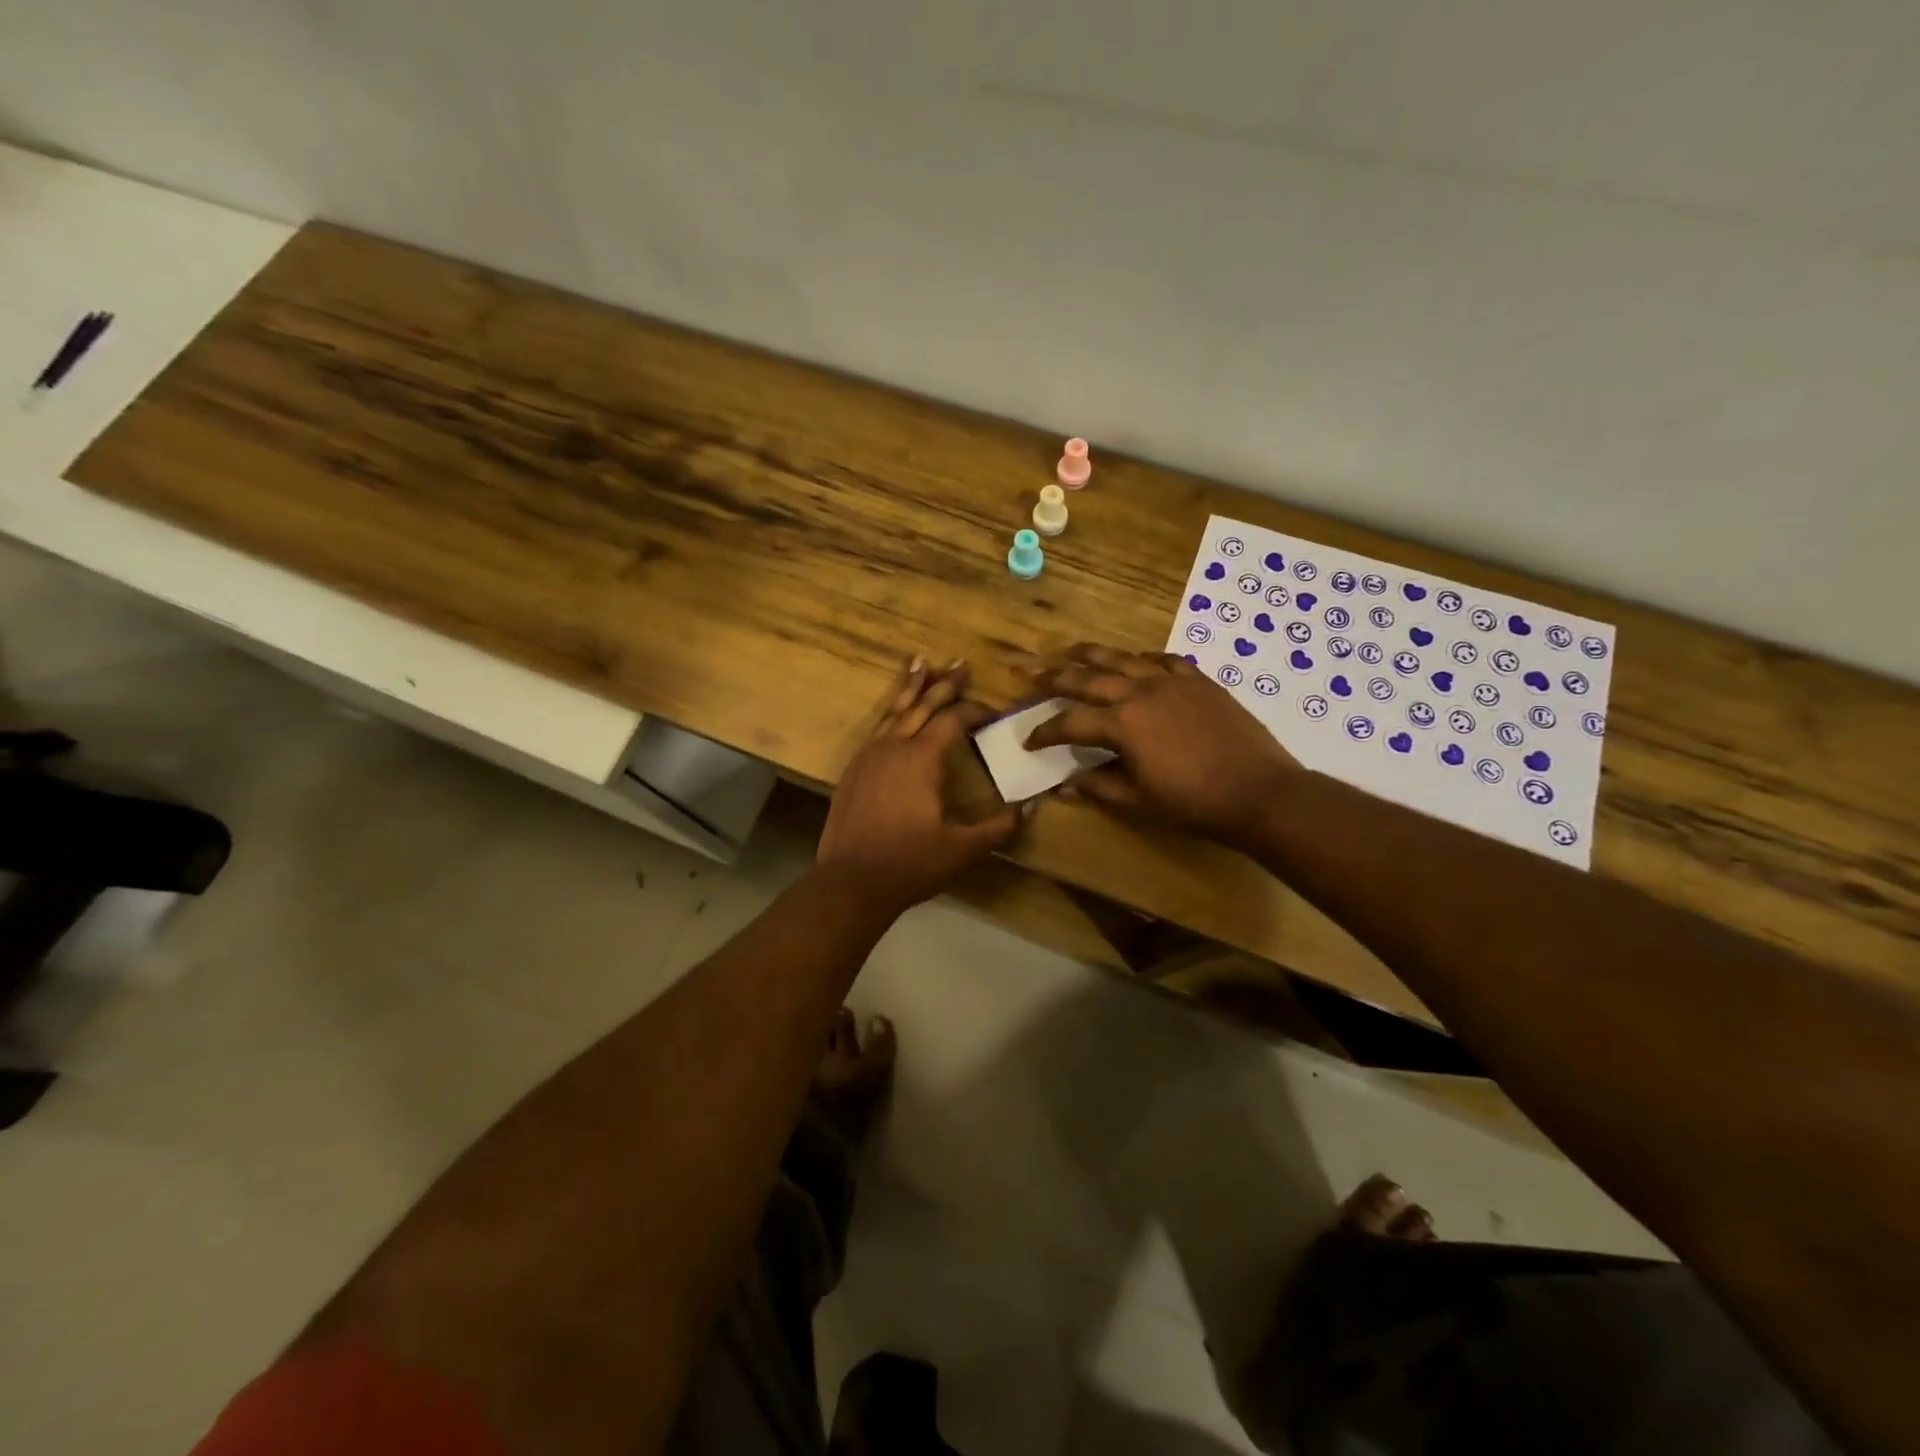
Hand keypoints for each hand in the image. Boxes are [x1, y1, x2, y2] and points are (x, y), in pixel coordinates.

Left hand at [819, 658, 1021, 914]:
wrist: (850, 882)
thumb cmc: (910, 864)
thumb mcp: (963, 849)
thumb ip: (998, 827)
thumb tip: (1028, 807)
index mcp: (921, 759)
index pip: (953, 720)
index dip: (975, 711)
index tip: (994, 712)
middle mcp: (893, 747)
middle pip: (921, 705)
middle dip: (943, 684)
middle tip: (960, 664)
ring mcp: (867, 757)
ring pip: (893, 711)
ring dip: (910, 687)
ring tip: (920, 664)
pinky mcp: (852, 771)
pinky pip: (875, 729)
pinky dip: (889, 713)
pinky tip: (892, 714)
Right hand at [1024, 643, 1299, 846]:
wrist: (1260, 791)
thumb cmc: (1194, 803)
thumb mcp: (1139, 802)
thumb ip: (1099, 788)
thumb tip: (1065, 786)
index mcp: (1121, 724)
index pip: (1070, 723)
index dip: (1044, 732)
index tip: (1027, 741)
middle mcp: (1140, 692)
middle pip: (1086, 677)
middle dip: (1052, 676)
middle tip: (1028, 673)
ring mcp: (1171, 681)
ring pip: (1122, 658)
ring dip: (1091, 654)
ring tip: (1070, 650)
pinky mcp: (1199, 681)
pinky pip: (1164, 660)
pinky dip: (1142, 659)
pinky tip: (1136, 661)